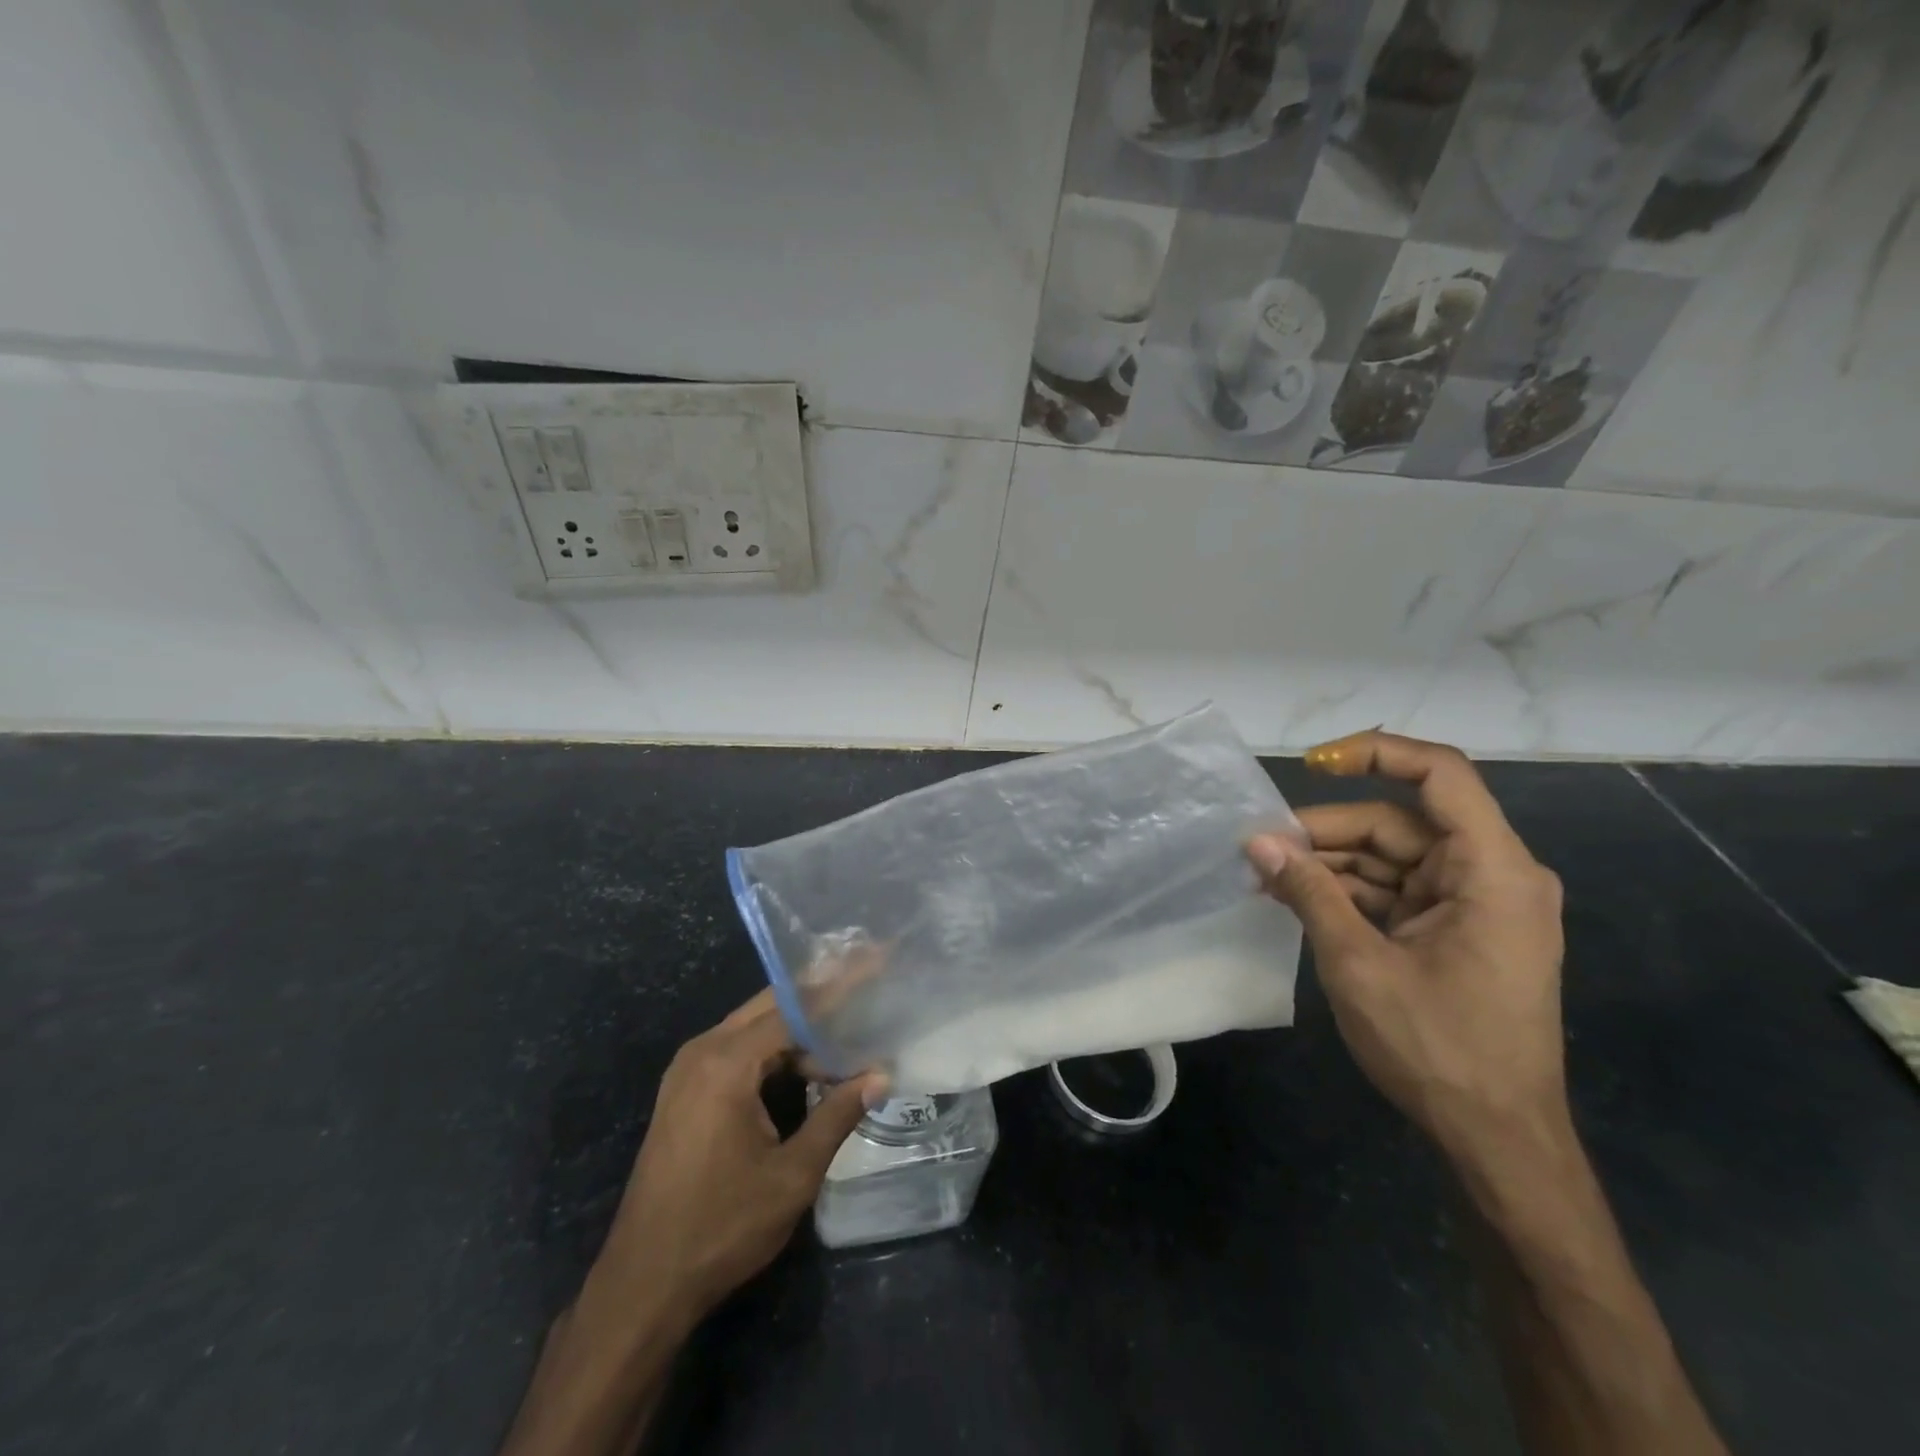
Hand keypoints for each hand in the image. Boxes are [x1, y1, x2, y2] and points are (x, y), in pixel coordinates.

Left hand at [595, 989, 885, 1327]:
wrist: (643, 1284)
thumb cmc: (721, 1228)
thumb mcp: (792, 1175)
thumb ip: (837, 1115)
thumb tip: (880, 1075)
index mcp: (726, 1063)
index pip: (795, 1007)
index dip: (840, 985)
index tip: (876, 960)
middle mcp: (703, 1052)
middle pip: (771, 1006)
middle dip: (820, 995)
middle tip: (867, 981)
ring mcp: (688, 1071)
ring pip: (755, 1028)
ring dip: (799, 1029)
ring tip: (848, 1031)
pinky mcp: (684, 1092)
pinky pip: (738, 1052)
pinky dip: (775, 1052)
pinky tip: (807, 1066)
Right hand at [1246, 730, 1567, 1167]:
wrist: (1497, 1140)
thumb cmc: (1438, 1048)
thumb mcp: (1359, 963)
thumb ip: (1308, 892)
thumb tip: (1256, 842)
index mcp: (1492, 871)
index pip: (1440, 775)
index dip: (1375, 753)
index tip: (1312, 764)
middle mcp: (1492, 875)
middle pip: (1399, 822)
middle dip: (1326, 832)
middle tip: (1260, 849)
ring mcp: (1474, 904)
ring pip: (1390, 857)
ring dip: (1329, 865)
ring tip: (1266, 878)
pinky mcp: (1456, 930)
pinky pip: (1395, 890)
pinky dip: (1347, 893)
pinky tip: (1295, 899)